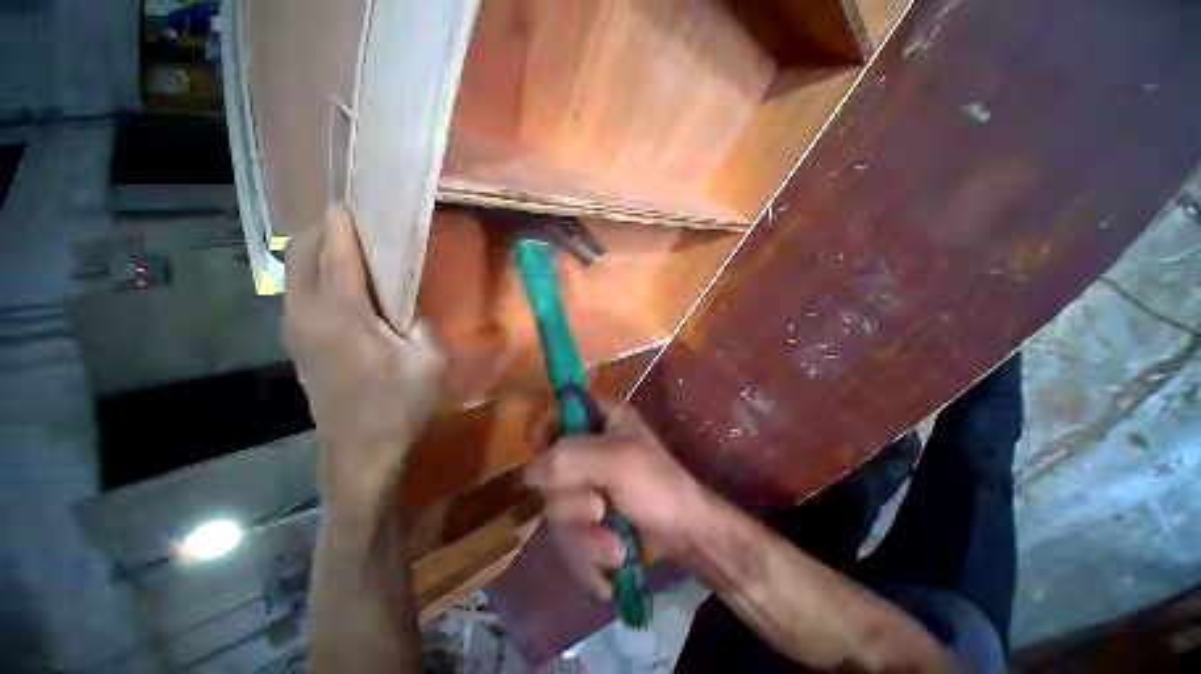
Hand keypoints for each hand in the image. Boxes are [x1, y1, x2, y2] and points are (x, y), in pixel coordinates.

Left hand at [284, 203, 444, 521]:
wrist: (361, 448)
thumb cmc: (400, 403)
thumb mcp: (429, 360)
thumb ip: (421, 324)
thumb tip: (410, 307)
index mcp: (343, 315)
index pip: (338, 256)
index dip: (343, 227)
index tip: (347, 204)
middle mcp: (309, 315)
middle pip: (302, 256)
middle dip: (321, 231)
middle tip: (349, 221)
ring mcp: (296, 330)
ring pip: (293, 274)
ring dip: (314, 252)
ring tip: (343, 245)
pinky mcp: (297, 345)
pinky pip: (297, 294)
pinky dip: (311, 276)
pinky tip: (335, 282)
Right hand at [524, 401, 708, 597]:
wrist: (686, 534)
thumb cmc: (658, 486)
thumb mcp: (617, 463)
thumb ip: (570, 460)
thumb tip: (527, 472)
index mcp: (600, 417)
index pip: (557, 412)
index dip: (544, 433)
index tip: (546, 460)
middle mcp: (589, 444)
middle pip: (550, 469)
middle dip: (572, 502)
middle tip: (599, 510)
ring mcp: (586, 480)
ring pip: (556, 506)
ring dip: (582, 537)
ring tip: (614, 549)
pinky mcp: (587, 512)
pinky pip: (566, 531)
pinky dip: (583, 555)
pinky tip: (605, 571)